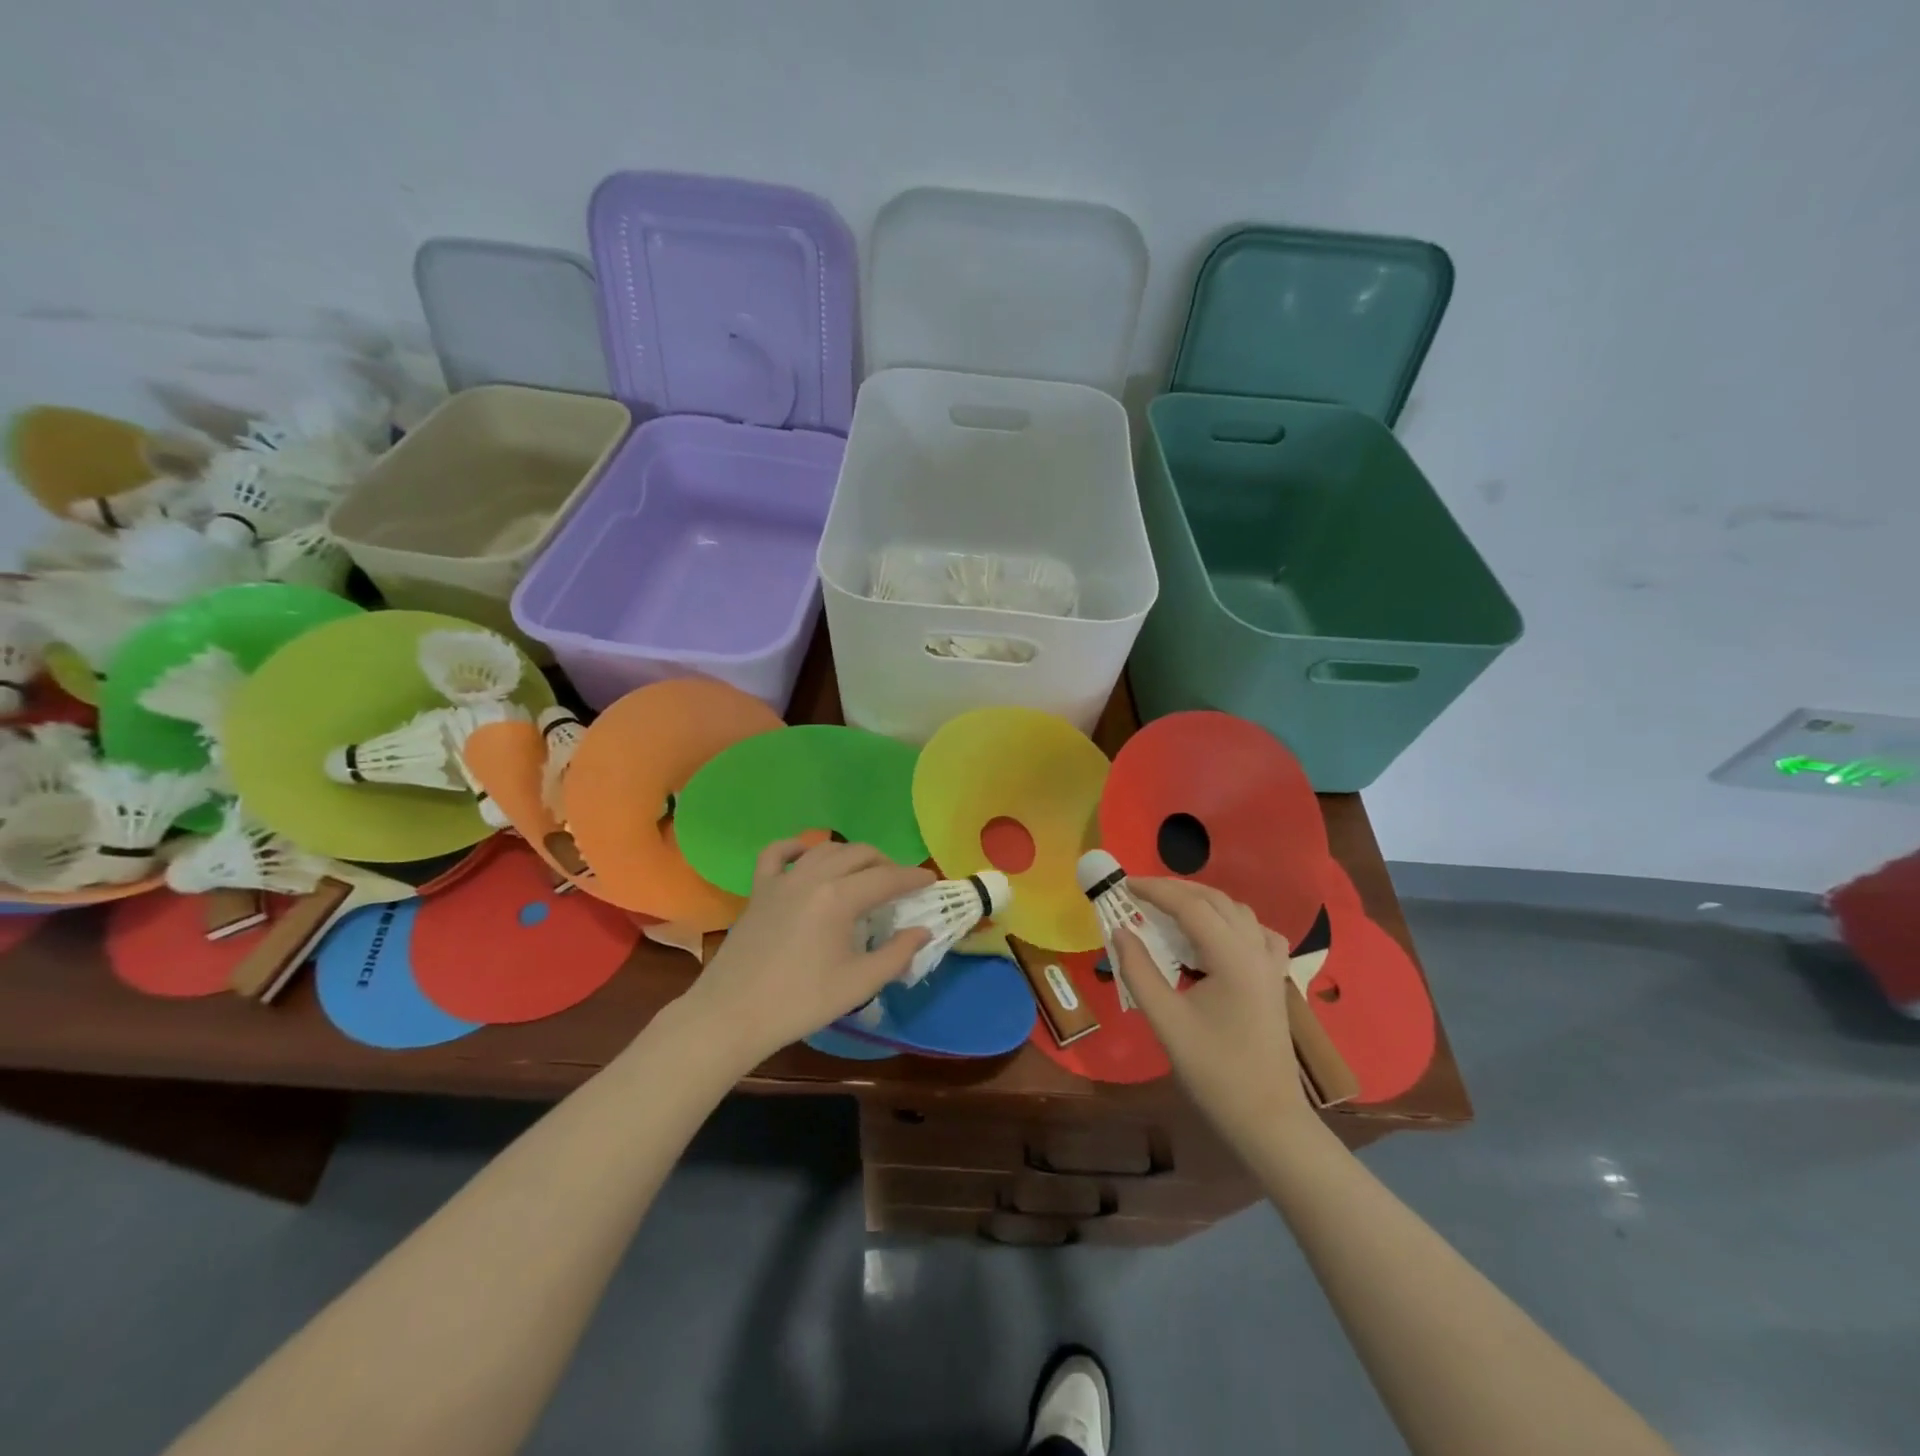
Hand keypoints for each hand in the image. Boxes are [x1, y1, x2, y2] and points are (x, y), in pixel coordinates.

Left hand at [680, 839, 934, 1069]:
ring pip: (825, 849)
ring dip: (851, 855)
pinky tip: (807, 853)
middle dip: (886, 863)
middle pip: (859, 854)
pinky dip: (797, 847)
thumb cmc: (800, 1002)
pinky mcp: (759, 890)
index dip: (913, 877)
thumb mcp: (859, 984)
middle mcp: (813, 877)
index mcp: (840, 898)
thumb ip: (897, 954)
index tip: (931, 880)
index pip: (887, 878)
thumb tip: (922, 931)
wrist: (732, 1015)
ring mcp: (782, 880)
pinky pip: (777, 854)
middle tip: (900, 883)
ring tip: (864, 872)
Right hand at [1111, 878, 1312, 1148]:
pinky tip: (1214, 935)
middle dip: (1176, 890)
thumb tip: (1120, 930)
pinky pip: (1256, 932)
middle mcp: (1257, 951)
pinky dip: (1230, 921)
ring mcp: (1271, 965)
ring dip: (1202, 901)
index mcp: (1233, 958)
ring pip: (1237, 911)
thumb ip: (1139, 970)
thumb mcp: (1166, 1020)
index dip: (1155, 890)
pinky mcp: (1274, 980)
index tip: (1124, 885)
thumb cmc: (1214, 1071)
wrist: (1267, 1119)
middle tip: (1139, 893)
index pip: (1190, 906)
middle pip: (1215, 900)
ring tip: (1168, 908)